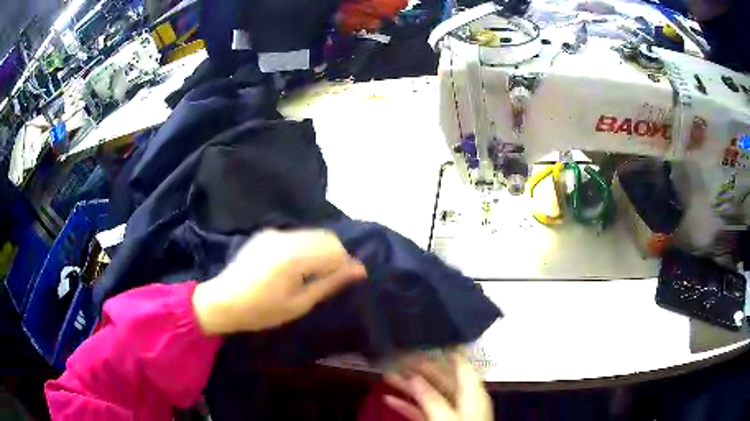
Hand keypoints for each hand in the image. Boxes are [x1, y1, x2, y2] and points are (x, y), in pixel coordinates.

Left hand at [192, 229, 365, 334]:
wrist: (223, 301)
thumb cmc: (262, 310)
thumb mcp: (299, 303)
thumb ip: (330, 283)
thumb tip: (359, 270)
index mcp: (294, 257)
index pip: (335, 250)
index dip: (347, 264)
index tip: (350, 279)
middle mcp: (286, 238)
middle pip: (326, 237)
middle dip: (335, 256)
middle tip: (331, 279)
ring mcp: (275, 233)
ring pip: (312, 235)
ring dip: (321, 251)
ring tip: (314, 274)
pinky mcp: (266, 234)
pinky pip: (297, 236)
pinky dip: (306, 248)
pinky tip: (296, 267)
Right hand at [384, 352, 492, 420]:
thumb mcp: (444, 416)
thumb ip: (429, 396)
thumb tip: (413, 376)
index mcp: (472, 392)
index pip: (461, 363)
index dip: (446, 348)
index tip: (426, 335)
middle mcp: (463, 398)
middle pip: (441, 377)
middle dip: (418, 367)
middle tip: (398, 355)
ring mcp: (450, 411)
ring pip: (428, 392)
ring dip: (408, 384)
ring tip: (387, 375)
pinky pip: (422, 409)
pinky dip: (406, 404)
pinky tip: (389, 399)